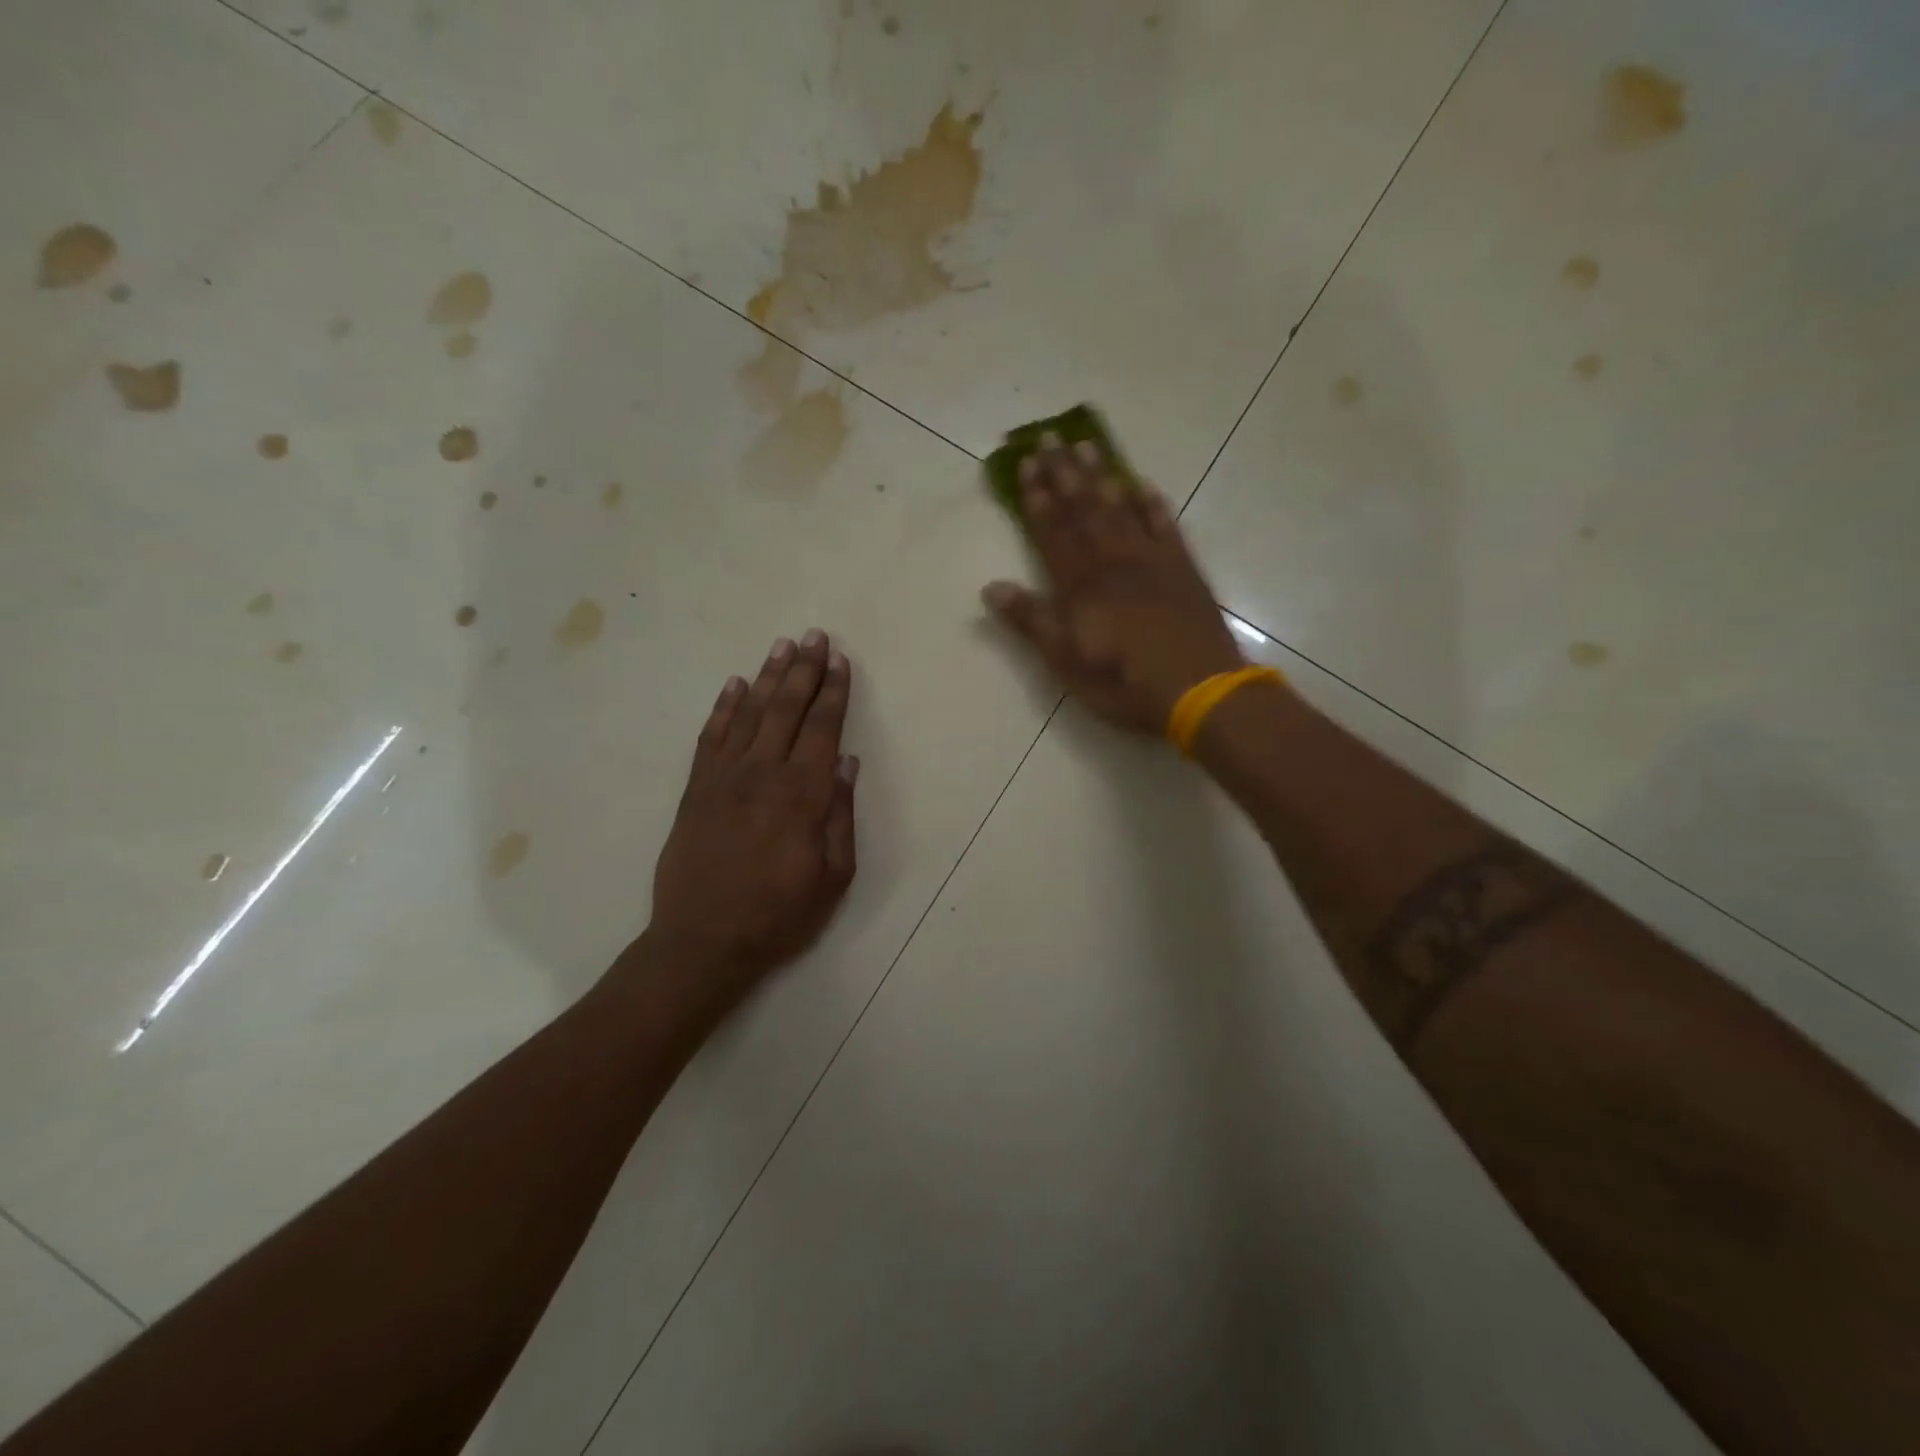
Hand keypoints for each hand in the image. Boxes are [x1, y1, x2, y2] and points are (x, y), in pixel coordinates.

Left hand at [643, 631, 857, 1014]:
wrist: (702, 941)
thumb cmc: (778, 914)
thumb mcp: (833, 876)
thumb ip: (840, 816)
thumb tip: (846, 764)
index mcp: (802, 795)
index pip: (822, 729)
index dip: (833, 692)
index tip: (840, 662)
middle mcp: (762, 774)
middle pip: (786, 709)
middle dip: (804, 670)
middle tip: (815, 636)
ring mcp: (723, 778)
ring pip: (749, 714)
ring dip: (767, 677)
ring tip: (782, 646)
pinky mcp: (695, 790)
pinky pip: (710, 738)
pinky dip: (723, 708)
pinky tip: (734, 686)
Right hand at [981, 435, 1244, 733]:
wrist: (1197, 687)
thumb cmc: (1122, 681)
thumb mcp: (1065, 660)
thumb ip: (1031, 620)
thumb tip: (990, 588)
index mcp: (1080, 584)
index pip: (1052, 532)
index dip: (1037, 499)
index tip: (1026, 465)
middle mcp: (1113, 561)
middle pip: (1084, 510)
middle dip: (1064, 475)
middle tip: (1050, 438)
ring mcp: (1151, 561)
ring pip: (1121, 509)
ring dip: (1102, 477)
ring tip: (1087, 446)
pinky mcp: (1183, 569)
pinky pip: (1165, 526)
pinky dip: (1153, 504)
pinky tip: (1143, 485)